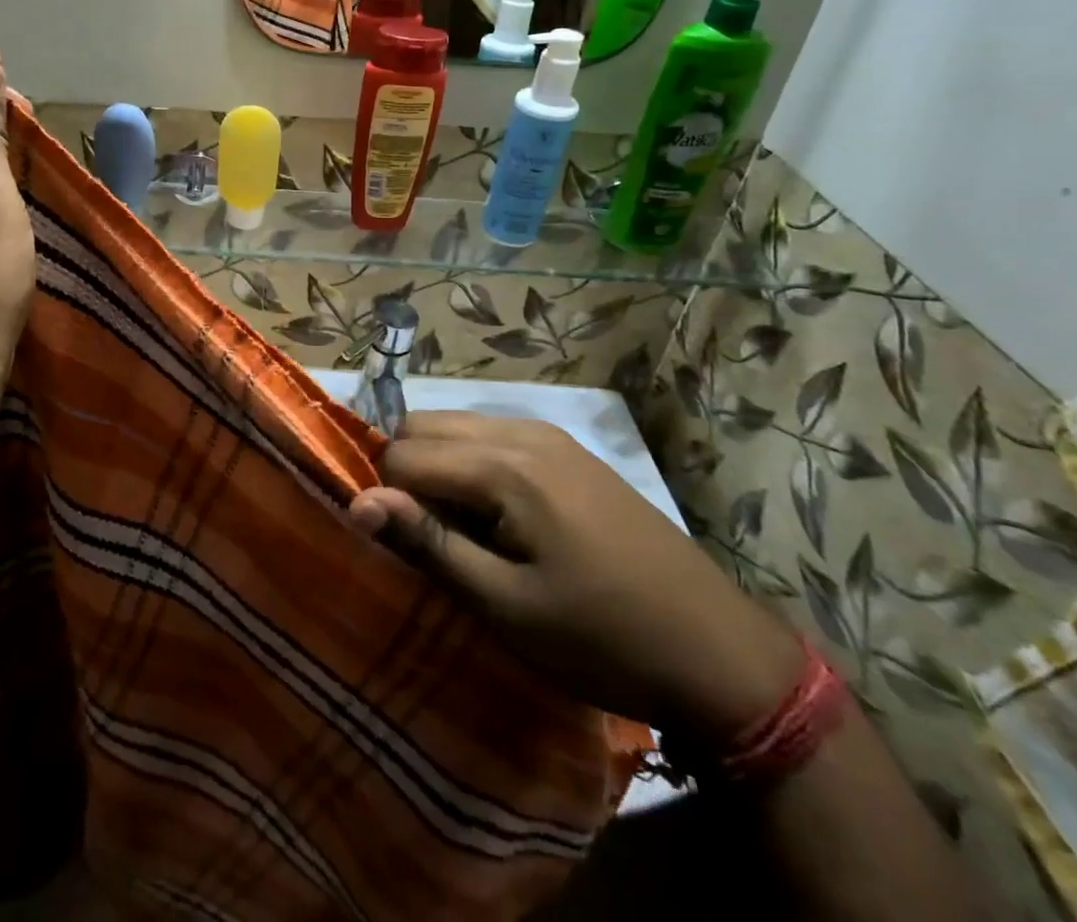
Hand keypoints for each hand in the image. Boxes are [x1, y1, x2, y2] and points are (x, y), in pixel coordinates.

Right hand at [349, 413, 803, 744]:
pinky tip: (498, 518)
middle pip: (424, 425)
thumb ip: (428, 543)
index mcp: (504, 465)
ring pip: (456, 427)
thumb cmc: (602, 637)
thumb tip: (357, 502)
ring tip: (461, 532)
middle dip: (407, 473)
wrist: (719, 652)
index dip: (387, 497)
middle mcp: (521, 431)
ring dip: (439, 468)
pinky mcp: (568, 451)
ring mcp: (550, 435)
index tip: (401, 546)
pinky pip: (493, 437)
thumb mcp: (506, 605)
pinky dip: (472, 466)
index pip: (402, 453)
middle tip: (427, 538)